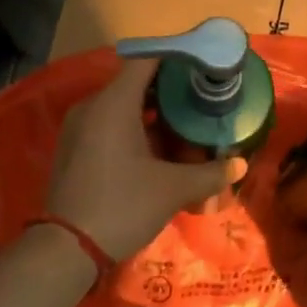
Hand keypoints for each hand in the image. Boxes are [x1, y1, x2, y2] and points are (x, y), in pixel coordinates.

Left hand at [45, 59, 245, 260]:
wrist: (67, 248)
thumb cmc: (123, 206)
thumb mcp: (172, 189)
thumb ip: (209, 173)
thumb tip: (239, 165)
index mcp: (113, 103)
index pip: (147, 61)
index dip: (178, 58)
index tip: (204, 66)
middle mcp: (92, 106)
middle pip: (135, 83)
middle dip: (171, 90)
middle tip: (203, 100)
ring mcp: (79, 128)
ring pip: (122, 106)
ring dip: (154, 113)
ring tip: (187, 125)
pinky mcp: (74, 148)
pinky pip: (109, 125)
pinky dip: (135, 128)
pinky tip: (158, 149)